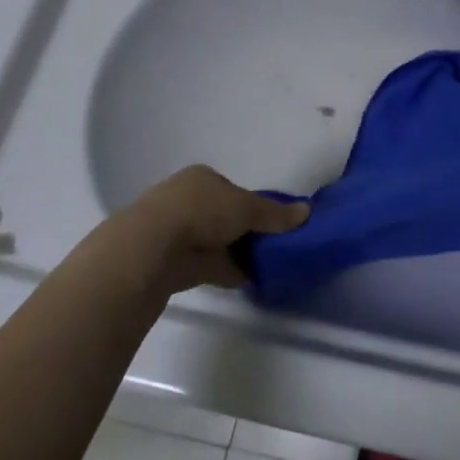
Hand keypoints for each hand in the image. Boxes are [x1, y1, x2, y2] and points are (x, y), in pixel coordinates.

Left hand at [110, 165, 308, 299]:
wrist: (152, 248)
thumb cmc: (201, 211)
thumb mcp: (247, 207)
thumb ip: (276, 214)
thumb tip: (307, 212)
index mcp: (202, 178)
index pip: (233, 189)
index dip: (254, 204)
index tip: (273, 222)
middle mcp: (186, 199)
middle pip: (225, 215)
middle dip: (246, 230)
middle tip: (273, 245)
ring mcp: (176, 231)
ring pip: (217, 241)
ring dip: (237, 253)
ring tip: (268, 266)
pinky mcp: (173, 262)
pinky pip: (210, 265)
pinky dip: (229, 272)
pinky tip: (250, 281)